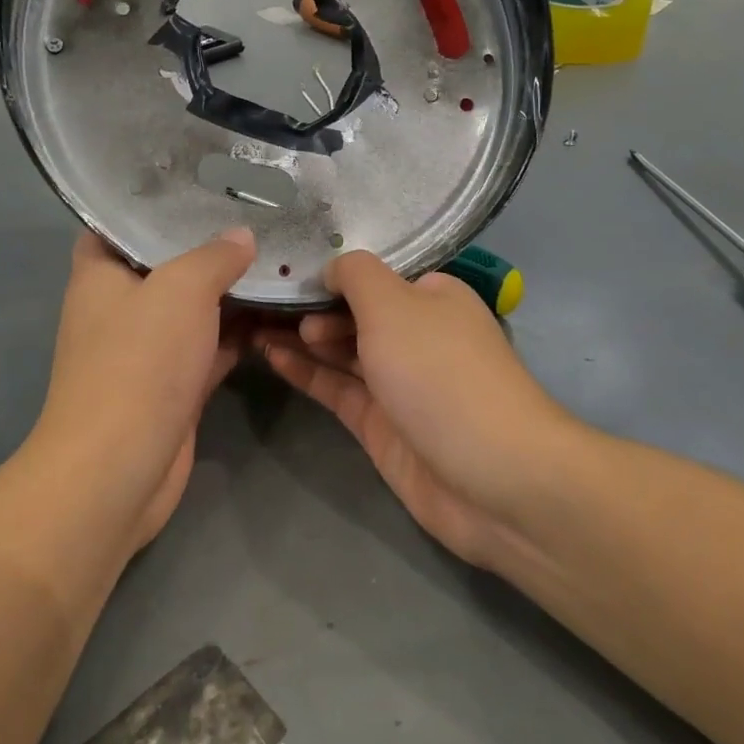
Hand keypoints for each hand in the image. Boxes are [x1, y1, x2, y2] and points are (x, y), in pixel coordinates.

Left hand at [30, 229, 255, 551]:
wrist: (120, 468)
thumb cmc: (139, 362)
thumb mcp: (180, 289)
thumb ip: (214, 257)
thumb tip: (241, 238)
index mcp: (100, 275)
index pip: (119, 224)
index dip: (154, 204)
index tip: (201, 186)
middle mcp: (119, 308)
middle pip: (165, 265)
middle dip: (207, 247)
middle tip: (258, 218)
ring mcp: (147, 351)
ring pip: (192, 310)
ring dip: (229, 293)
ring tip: (277, 259)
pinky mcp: (173, 387)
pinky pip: (209, 348)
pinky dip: (237, 334)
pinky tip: (277, 314)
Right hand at [257, 251, 570, 568]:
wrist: (491, 476)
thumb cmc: (440, 373)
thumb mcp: (394, 304)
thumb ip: (356, 275)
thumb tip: (331, 268)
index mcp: (431, 296)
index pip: (374, 274)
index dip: (332, 271)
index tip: (285, 267)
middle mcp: (415, 334)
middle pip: (354, 312)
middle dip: (311, 305)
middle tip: (267, 304)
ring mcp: (397, 382)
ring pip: (341, 351)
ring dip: (300, 337)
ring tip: (251, 322)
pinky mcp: (381, 424)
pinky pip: (336, 388)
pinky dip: (306, 371)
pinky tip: (270, 354)